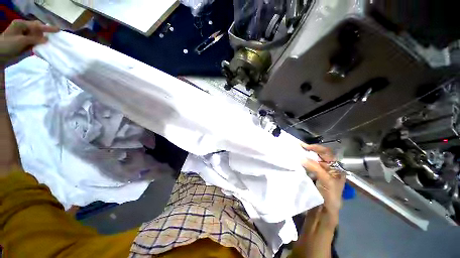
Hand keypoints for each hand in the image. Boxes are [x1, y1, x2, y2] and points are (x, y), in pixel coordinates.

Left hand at [0, 20, 58, 64]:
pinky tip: (44, 47)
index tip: (58, 30)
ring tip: (50, 43)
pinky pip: (35, 43)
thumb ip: (34, 39)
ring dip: (42, 40)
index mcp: (22, 24)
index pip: (36, 25)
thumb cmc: (9, 45)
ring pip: (36, 37)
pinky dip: (39, 45)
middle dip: (44, 34)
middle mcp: (24, 29)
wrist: (0, 56)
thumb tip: (47, 39)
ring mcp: (24, 36)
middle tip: (53, 38)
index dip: (47, 28)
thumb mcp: (21, 41)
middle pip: (37, 30)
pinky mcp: (25, 44)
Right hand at [301, 144, 345, 223]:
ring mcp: (318, 172)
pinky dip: (300, 163)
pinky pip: (305, 167)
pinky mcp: (311, 176)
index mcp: (335, 168)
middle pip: (318, 155)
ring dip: (304, 156)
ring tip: (295, 152)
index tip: (304, 146)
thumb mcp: (326, 181)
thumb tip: (301, 158)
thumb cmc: (329, 196)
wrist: (322, 211)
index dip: (316, 148)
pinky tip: (295, 161)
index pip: (327, 153)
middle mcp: (327, 168)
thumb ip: (316, 168)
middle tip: (298, 147)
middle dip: (309, 150)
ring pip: (311, 160)